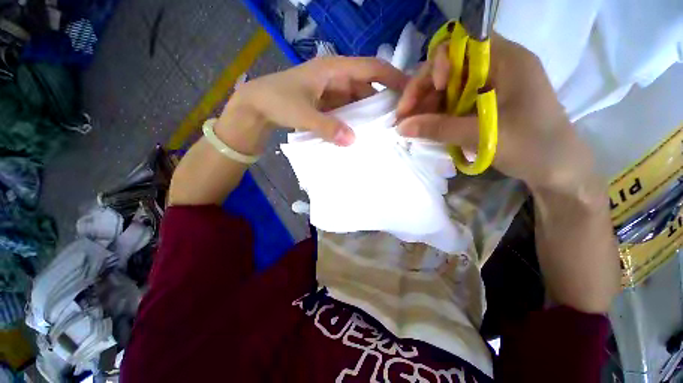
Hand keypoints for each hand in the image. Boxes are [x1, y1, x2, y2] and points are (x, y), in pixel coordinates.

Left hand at [218, 56, 407, 152]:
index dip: (393, 77)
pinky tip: (360, 133)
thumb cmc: (277, 100)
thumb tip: (353, 140)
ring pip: (357, 101)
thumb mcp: (303, 113)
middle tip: (396, 121)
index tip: (410, 92)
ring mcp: (331, 92)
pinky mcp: (327, 104)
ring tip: (382, 131)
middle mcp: (336, 78)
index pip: (371, 67)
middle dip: (382, 102)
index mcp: (334, 69)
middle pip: (367, 87)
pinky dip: (354, 120)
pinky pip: (346, 111)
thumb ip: (327, 127)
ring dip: (367, 114)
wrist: (255, 106)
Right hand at [396, 36, 596, 195]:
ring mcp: (490, 87)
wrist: (557, 170)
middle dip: (424, 91)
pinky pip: (454, 103)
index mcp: (506, 60)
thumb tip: (400, 127)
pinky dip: (438, 115)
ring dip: (427, 106)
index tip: (429, 91)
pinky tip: (427, 128)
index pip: (460, 46)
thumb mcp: (483, 135)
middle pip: (449, 68)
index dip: (438, 64)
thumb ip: (439, 128)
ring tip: (413, 127)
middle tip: (405, 118)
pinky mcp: (484, 104)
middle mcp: (496, 67)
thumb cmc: (531, 146)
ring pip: (448, 88)